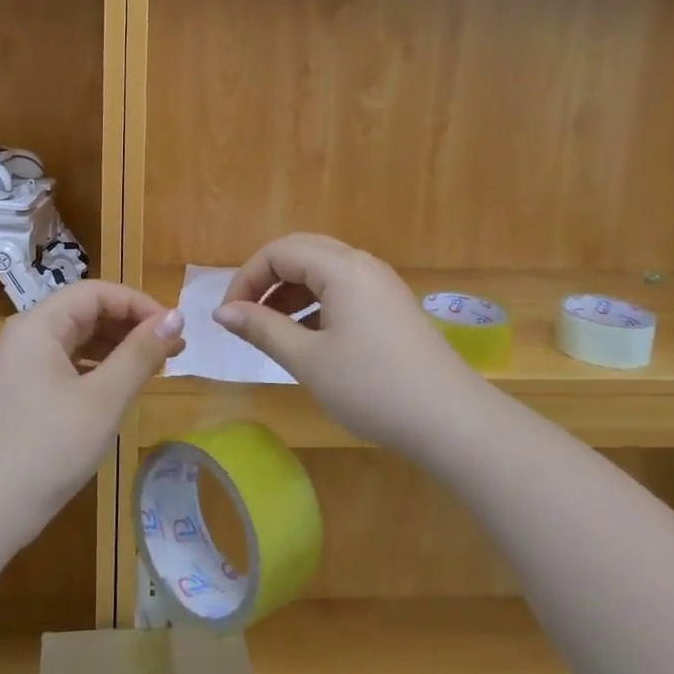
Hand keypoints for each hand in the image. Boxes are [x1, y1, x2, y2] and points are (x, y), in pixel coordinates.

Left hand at [0, 281, 185, 540]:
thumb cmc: (48, 448)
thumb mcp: (103, 399)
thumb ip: (140, 353)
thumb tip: (176, 316)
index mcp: (38, 325)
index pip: (96, 292)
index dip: (138, 304)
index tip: (173, 330)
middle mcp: (25, 336)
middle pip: (85, 312)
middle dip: (131, 326)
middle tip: (174, 350)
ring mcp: (20, 365)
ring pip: (78, 339)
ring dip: (118, 348)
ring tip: (156, 368)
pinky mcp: (21, 392)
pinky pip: (66, 364)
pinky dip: (98, 369)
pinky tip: (121, 389)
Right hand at [213, 234, 476, 450]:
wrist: (451, 421)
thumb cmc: (372, 387)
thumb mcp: (308, 360)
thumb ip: (262, 329)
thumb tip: (222, 312)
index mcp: (341, 268)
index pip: (278, 252)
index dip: (246, 279)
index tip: (228, 317)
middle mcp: (362, 264)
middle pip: (301, 252)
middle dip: (266, 280)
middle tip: (245, 317)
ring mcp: (381, 284)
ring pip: (323, 271)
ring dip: (290, 293)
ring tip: (272, 331)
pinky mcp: (392, 306)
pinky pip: (343, 289)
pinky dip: (316, 304)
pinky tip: (308, 338)